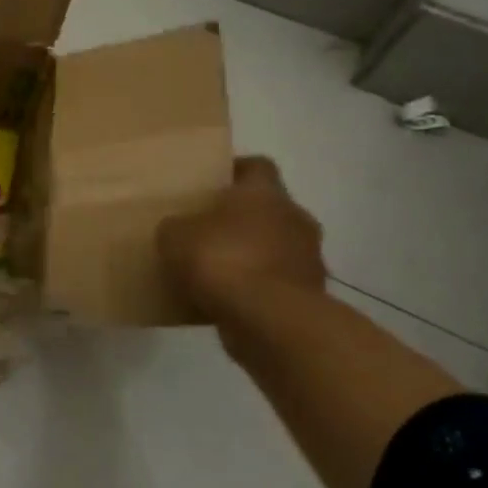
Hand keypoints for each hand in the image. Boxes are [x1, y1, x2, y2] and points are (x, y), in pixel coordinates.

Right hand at [157, 156, 325, 316]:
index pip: (256, 167)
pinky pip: (279, 282)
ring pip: (276, 246)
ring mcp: (309, 258)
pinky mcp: (311, 295)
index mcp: (264, 192)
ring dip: (253, 255)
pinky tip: (231, 299)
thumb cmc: (222, 260)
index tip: (210, 185)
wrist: (270, 320)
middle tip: (208, 229)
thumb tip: (179, 228)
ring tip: (217, 270)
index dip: (234, 173)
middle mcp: (295, 217)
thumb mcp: (175, 236)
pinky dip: (260, 287)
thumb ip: (177, 226)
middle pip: (268, 208)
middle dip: (242, 218)